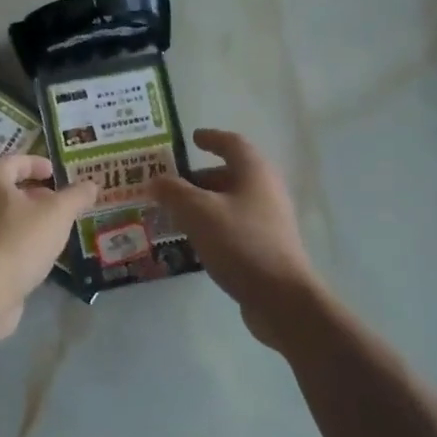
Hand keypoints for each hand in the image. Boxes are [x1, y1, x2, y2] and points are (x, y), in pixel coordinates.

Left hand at [0, 154, 97, 339]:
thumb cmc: (21, 240)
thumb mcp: (57, 213)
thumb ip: (75, 196)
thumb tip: (91, 184)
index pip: (13, 161)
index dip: (36, 163)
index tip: (56, 172)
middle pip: (7, 190)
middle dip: (35, 193)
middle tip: (60, 201)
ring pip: (5, 218)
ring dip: (30, 219)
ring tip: (57, 228)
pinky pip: (3, 242)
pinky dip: (22, 242)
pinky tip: (42, 254)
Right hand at [148, 129, 320, 343]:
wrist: (281, 297)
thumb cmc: (240, 243)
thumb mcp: (198, 212)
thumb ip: (173, 192)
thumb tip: (155, 180)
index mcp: (254, 172)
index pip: (232, 143)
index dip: (211, 138)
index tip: (192, 138)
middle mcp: (265, 190)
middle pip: (229, 174)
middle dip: (197, 178)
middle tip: (168, 185)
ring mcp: (268, 220)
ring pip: (229, 202)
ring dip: (202, 204)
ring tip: (172, 213)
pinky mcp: (265, 246)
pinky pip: (233, 225)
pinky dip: (211, 225)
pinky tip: (193, 240)